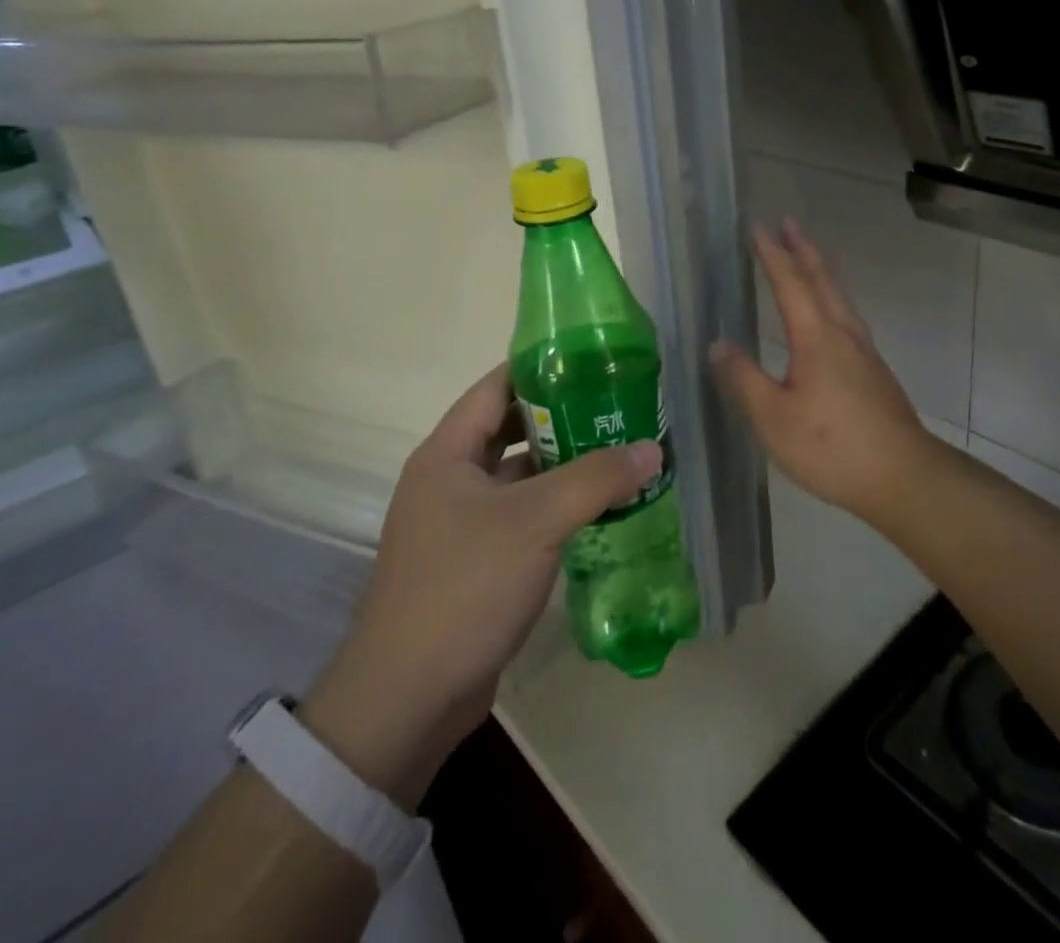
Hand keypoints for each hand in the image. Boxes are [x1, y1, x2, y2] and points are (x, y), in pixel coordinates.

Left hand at [300, 365, 661, 808]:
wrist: (408, 699)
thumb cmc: (464, 587)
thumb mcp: (535, 521)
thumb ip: (596, 478)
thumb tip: (652, 448)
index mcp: (447, 453)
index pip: (496, 386)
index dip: (542, 368)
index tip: (594, 360)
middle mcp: (450, 480)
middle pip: (511, 429)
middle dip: (563, 417)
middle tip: (617, 407)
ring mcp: (462, 524)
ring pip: (521, 476)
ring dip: (565, 466)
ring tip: (620, 452)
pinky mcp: (477, 562)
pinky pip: (524, 517)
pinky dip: (558, 507)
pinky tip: (601, 509)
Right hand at [711, 220, 940, 520]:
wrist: (904, 477)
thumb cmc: (832, 447)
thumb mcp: (773, 418)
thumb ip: (744, 379)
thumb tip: (718, 344)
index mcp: (816, 338)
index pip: (790, 284)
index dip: (772, 255)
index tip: (758, 227)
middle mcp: (843, 334)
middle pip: (823, 280)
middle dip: (803, 250)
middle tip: (788, 223)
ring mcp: (864, 352)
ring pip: (840, 297)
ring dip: (821, 270)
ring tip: (808, 257)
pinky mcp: (874, 371)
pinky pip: (847, 316)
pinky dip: (832, 297)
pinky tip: (830, 315)